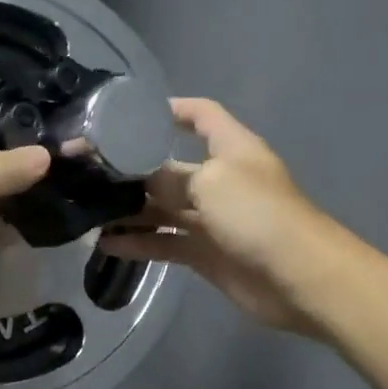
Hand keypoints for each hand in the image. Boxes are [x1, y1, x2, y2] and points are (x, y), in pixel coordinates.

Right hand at [100, 99, 344, 333]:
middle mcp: (219, 179)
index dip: (170, 110)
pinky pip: (164, 241)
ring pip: (162, 208)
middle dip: (133, 170)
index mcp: (230, 149)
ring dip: (129, 210)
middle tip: (87, 173)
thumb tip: (137, 182)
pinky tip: (106, 244)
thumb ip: (169, 179)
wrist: (300, 278)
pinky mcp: (205, 253)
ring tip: (89, 211)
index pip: (200, 115)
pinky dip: (138, 242)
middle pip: (170, 167)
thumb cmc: (259, 215)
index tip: (128, 116)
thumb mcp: (211, 183)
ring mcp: (212, 218)